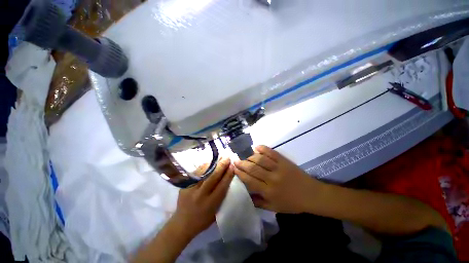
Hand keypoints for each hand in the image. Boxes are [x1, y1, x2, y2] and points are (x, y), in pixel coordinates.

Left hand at [172, 158, 233, 237]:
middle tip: (227, 157)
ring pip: (204, 173)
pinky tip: (209, 161)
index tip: (232, 166)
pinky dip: (204, 166)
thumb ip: (221, 197)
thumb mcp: (216, 212)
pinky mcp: (185, 186)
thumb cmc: (202, 220)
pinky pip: (196, 173)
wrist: (181, 224)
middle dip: (222, 166)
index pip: (222, 186)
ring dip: (213, 163)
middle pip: (213, 177)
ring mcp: (191, 189)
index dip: (228, 175)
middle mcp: (201, 195)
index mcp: (211, 204)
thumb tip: (227, 180)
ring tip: (219, 157)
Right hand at [233, 146, 326, 213]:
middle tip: (236, 160)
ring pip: (260, 159)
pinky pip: (271, 153)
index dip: (240, 174)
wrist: (311, 194)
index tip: (234, 169)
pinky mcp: (284, 161)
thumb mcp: (274, 207)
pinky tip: (256, 147)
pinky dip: (263, 148)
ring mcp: (278, 168)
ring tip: (245, 156)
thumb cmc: (292, 203)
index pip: (250, 181)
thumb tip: (246, 196)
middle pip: (253, 168)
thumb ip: (259, 202)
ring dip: (250, 157)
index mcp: (269, 191)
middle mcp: (272, 178)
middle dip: (242, 164)